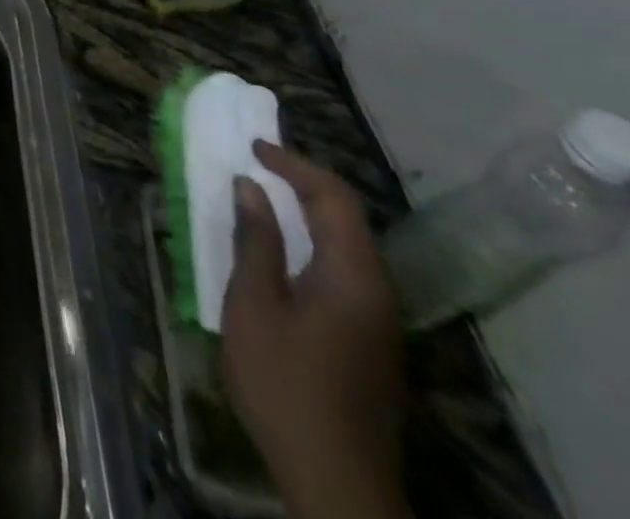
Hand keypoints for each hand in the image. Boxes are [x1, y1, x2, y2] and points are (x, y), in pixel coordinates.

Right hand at [222, 141, 408, 518]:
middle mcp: (376, 291)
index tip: (253, 148)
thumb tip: (251, 188)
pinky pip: (344, 271)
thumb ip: (255, 241)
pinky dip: (312, 244)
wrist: (335, 481)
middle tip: (257, 165)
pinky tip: (281, 254)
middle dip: (303, 184)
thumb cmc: (285, 383)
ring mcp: (378, 320)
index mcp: (353, 276)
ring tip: (263, 199)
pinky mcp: (370, 342)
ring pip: (347, 246)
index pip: (333, 198)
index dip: (293, 164)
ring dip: (308, 214)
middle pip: (347, 219)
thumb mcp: (254, 305)